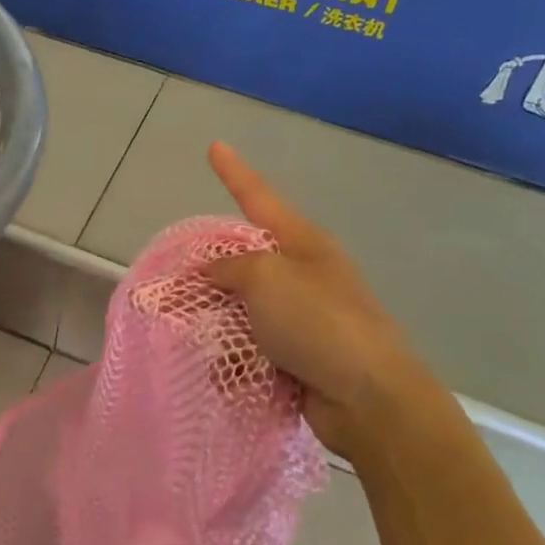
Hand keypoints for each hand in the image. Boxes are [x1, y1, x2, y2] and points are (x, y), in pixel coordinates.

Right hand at [203, 143, 438, 451]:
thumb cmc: (319, 323)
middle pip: (242, 262)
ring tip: (199, 342)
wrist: (370, 399)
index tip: (215, 146)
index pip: (258, 197)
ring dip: (220, 326)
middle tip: (173, 287)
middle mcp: (302, 274)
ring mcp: (302, 317)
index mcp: (302, 243)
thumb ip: (229, 267)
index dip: (233, 172)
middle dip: (209, 276)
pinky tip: (229, 377)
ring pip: (241, 309)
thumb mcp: (266, 279)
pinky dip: (236, 363)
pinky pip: (251, 350)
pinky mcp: (298, 357)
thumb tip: (211, 273)